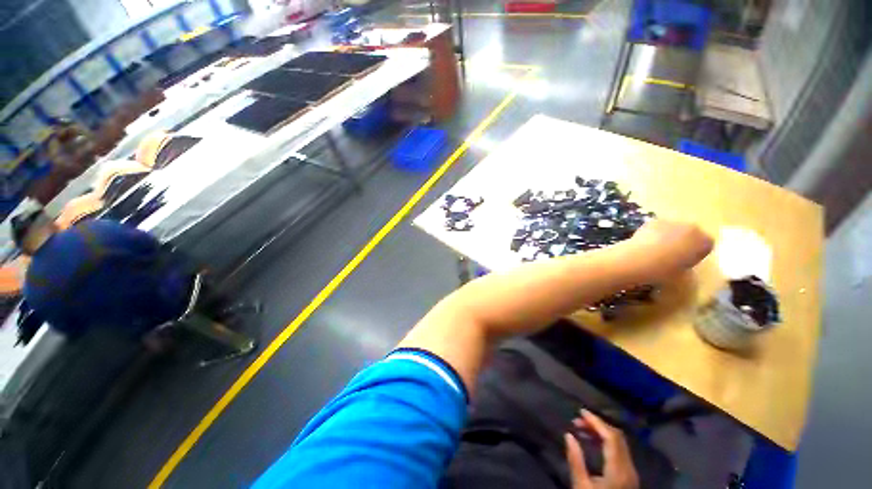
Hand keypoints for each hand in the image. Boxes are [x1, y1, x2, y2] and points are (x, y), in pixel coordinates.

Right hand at [565, 410, 638, 488]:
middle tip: (578, 421)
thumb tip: (568, 435)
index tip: (580, 412)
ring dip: (602, 432)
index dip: (596, 421)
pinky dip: (606, 442)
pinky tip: (593, 442)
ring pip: (620, 443)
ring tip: (582, 429)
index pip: (611, 437)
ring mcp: (631, 472)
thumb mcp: (581, 486)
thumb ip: (576, 460)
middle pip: (617, 437)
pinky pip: (620, 451)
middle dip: (598, 424)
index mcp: (618, 470)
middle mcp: (629, 468)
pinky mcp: (629, 476)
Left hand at [628, 219, 713, 279]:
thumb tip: (681, 262)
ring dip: (669, 236)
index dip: (696, 253)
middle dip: (684, 242)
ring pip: (675, 229)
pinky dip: (655, 233)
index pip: (706, 245)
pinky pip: (658, 227)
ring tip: (656, 249)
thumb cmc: (664, 270)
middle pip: (691, 234)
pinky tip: (646, 243)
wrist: (639, 259)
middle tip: (671, 254)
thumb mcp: (683, 274)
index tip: (686, 261)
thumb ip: (688, 265)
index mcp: (704, 242)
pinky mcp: (654, 220)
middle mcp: (692, 228)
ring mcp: (673, 222)